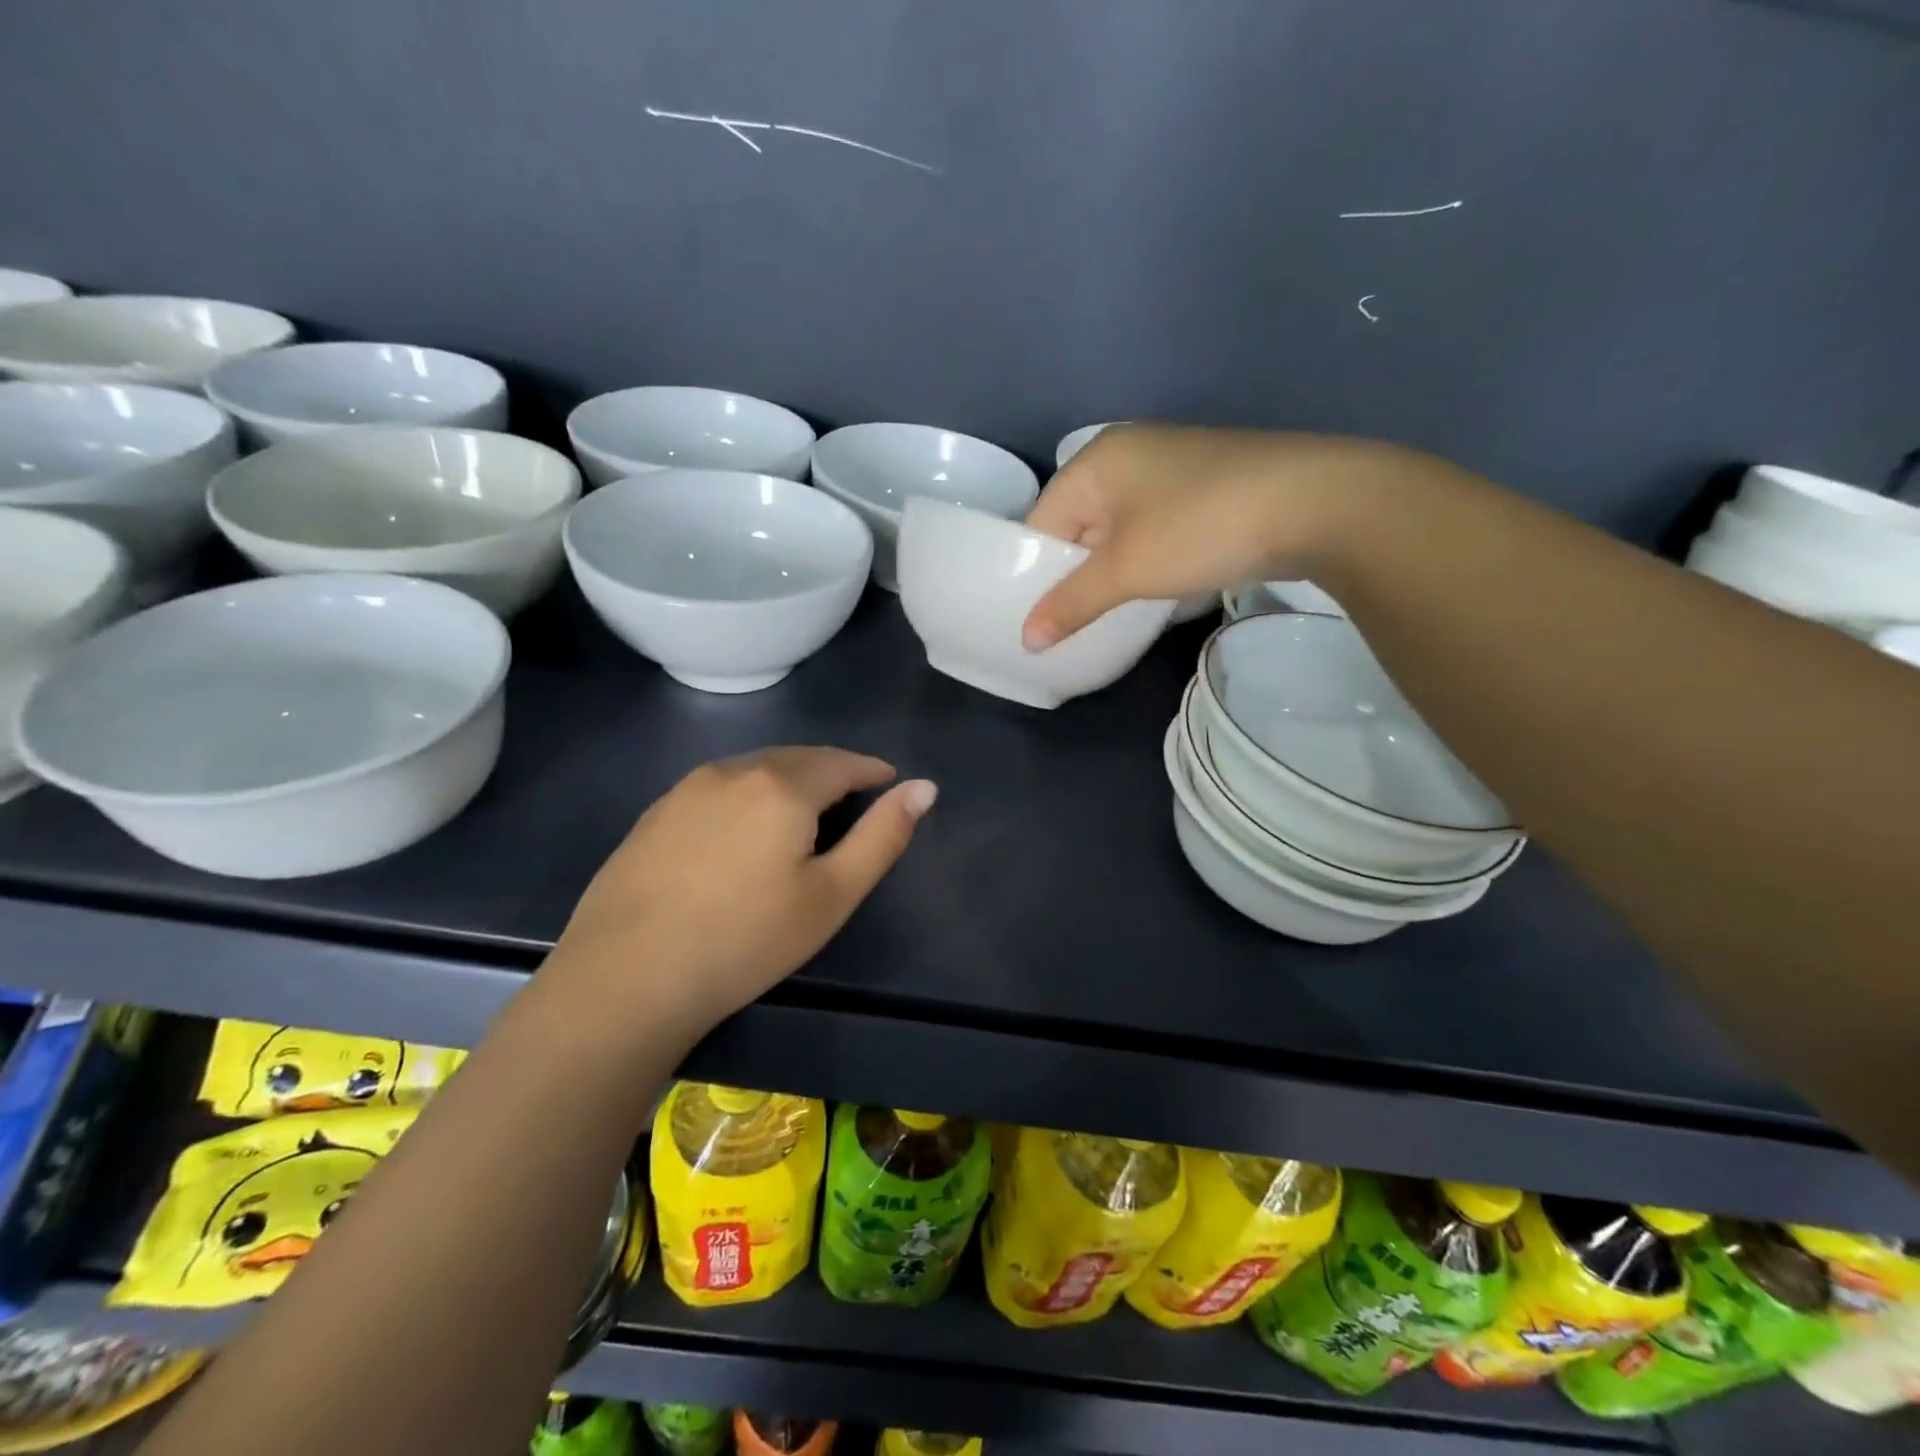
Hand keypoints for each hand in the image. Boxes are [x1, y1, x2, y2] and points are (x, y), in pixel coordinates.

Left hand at [545, 748, 935, 1039]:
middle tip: (853, 799)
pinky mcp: (655, 813)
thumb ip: (883, 837)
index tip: (890, 783)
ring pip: (755, 768)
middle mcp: (734, 770)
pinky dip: (748, 795)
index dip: (872, 770)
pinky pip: (719, 787)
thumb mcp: (831, 896)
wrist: (624, 978)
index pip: (842, 762)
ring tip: (804, 813)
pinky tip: (744, 830)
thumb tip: (923, 788)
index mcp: (783, 785)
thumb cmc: (745, 941)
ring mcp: (687, 788)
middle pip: (798, 758)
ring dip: (789, 780)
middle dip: (832, 772)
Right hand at [1022, 425, 1368, 648]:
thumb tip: (1026, 640)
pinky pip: (1151, 527)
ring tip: (1105, 615)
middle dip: (1071, 575)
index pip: (1040, 522)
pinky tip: (1151, 589)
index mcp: (1095, 461)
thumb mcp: (1126, 571)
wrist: (1317, 503)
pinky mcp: (1203, 485)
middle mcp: (1126, 453)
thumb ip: (1070, 603)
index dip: (1032, 573)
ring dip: (1109, 571)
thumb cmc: (1200, 528)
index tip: (1036, 620)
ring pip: (1116, 529)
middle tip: (1067, 625)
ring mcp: (1169, 466)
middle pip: (1077, 524)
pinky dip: (1143, 558)